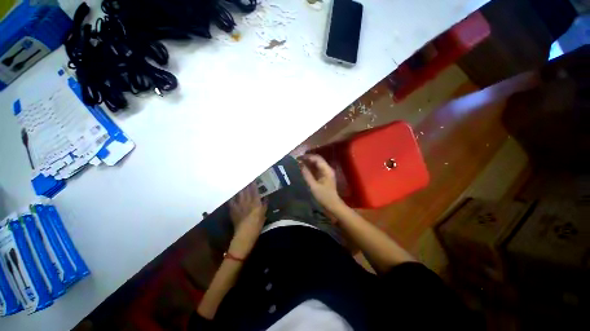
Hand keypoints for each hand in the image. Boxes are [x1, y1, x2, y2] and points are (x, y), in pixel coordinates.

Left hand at [228, 183, 266, 257]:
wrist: (244, 235)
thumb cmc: (256, 226)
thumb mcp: (263, 215)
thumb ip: (264, 206)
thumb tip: (265, 198)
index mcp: (255, 203)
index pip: (254, 191)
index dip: (254, 185)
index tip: (253, 179)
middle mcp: (247, 202)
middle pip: (246, 191)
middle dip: (246, 185)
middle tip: (246, 179)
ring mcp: (239, 206)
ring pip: (239, 195)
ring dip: (240, 189)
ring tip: (239, 184)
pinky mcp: (233, 211)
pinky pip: (232, 202)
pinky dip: (232, 198)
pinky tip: (232, 195)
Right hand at [300, 154, 345, 212]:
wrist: (332, 205)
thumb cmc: (323, 196)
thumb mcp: (313, 186)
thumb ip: (306, 174)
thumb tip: (300, 164)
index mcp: (327, 170)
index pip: (317, 158)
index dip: (307, 157)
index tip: (298, 158)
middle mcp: (327, 168)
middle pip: (317, 159)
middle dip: (307, 158)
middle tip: (297, 159)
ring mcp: (326, 172)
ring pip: (317, 163)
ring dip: (308, 162)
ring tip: (299, 162)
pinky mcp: (324, 176)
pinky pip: (317, 168)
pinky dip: (310, 167)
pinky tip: (304, 168)